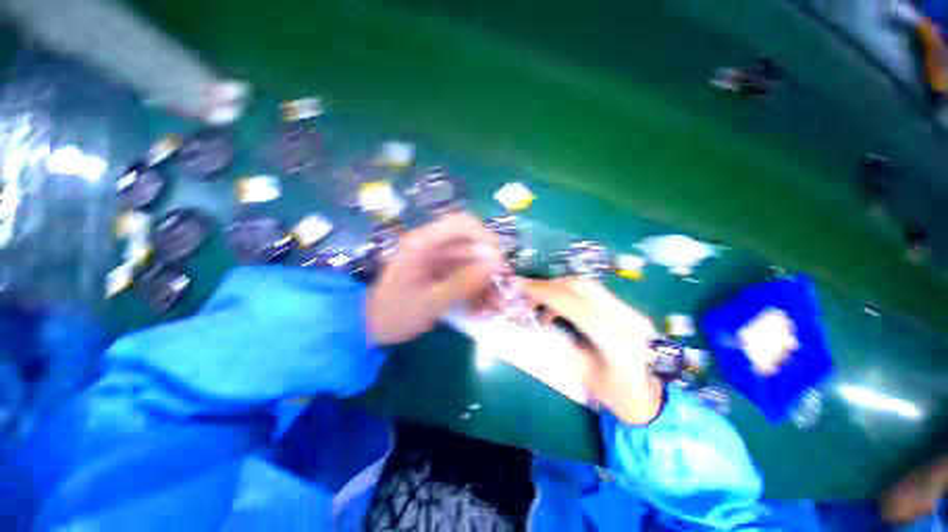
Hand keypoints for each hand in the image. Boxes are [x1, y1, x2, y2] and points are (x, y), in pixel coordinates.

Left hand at [367, 213, 504, 344]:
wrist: (367, 328)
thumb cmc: (393, 314)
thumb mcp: (430, 303)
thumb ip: (463, 283)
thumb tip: (496, 265)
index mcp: (422, 243)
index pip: (460, 224)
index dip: (484, 236)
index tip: (500, 259)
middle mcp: (431, 246)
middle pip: (470, 246)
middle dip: (489, 268)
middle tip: (503, 289)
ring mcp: (436, 260)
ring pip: (471, 264)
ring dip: (485, 283)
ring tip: (495, 306)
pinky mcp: (439, 273)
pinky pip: (464, 276)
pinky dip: (475, 290)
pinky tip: (481, 308)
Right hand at [518, 277, 662, 424]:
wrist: (656, 398)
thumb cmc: (617, 396)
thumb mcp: (581, 374)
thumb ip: (557, 344)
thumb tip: (536, 321)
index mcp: (616, 340)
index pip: (573, 304)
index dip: (543, 292)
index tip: (520, 287)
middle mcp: (627, 318)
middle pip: (582, 286)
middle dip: (549, 285)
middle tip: (527, 291)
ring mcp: (631, 310)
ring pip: (587, 285)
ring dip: (559, 287)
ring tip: (540, 300)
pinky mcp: (628, 309)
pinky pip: (593, 293)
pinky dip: (570, 294)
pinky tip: (560, 308)